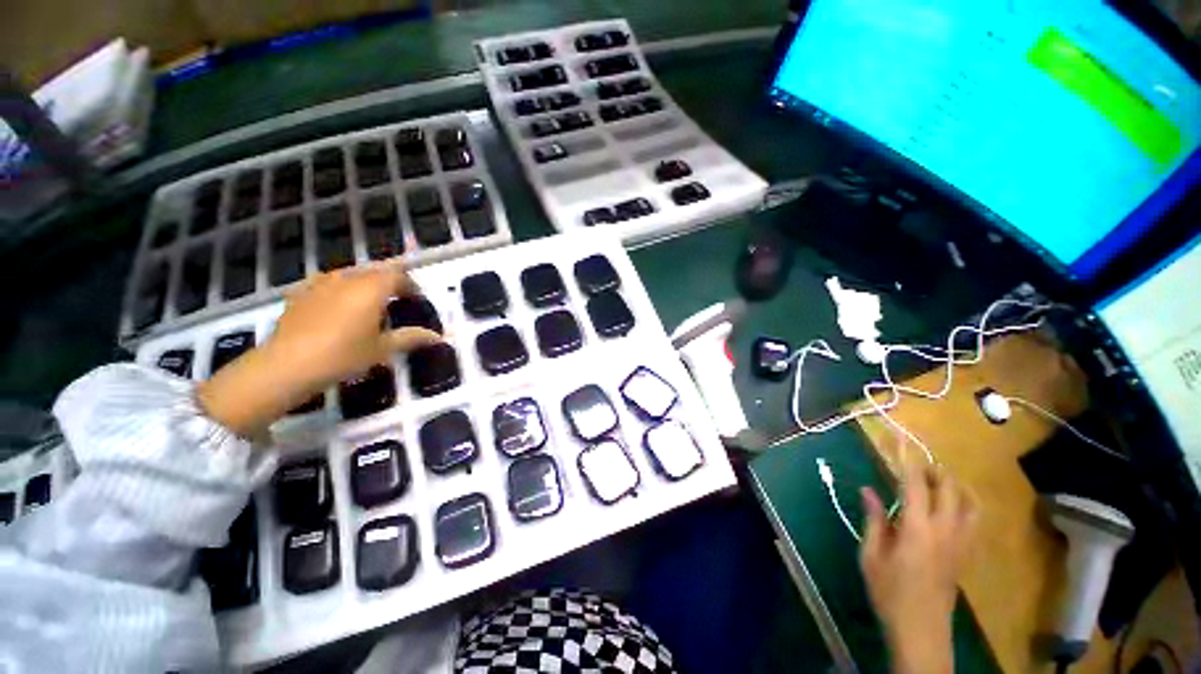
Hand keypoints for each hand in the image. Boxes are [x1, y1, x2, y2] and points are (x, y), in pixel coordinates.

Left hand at [197, 265, 439, 437]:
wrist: (286, 365)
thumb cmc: (343, 355)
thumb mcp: (382, 349)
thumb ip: (411, 338)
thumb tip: (438, 337)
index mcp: (371, 289)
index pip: (398, 275)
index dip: (410, 285)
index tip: (417, 300)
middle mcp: (347, 279)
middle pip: (375, 271)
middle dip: (390, 282)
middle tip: (397, 301)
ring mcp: (320, 283)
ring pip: (350, 274)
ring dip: (365, 284)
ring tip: (369, 303)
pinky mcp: (300, 293)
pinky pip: (328, 283)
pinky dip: (340, 289)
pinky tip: (337, 307)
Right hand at [860, 461, 977, 673]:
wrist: (921, 630)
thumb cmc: (889, 592)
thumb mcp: (871, 554)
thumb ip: (873, 519)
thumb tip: (868, 489)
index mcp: (917, 528)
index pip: (914, 483)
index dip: (907, 458)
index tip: (900, 437)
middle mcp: (945, 529)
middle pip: (948, 487)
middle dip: (932, 469)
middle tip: (912, 465)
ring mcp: (961, 542)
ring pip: (968, 501)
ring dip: (952, 484)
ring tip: (933, 481)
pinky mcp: (967, 553)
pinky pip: (974, 519)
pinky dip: (966, 503)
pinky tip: (951, 506)